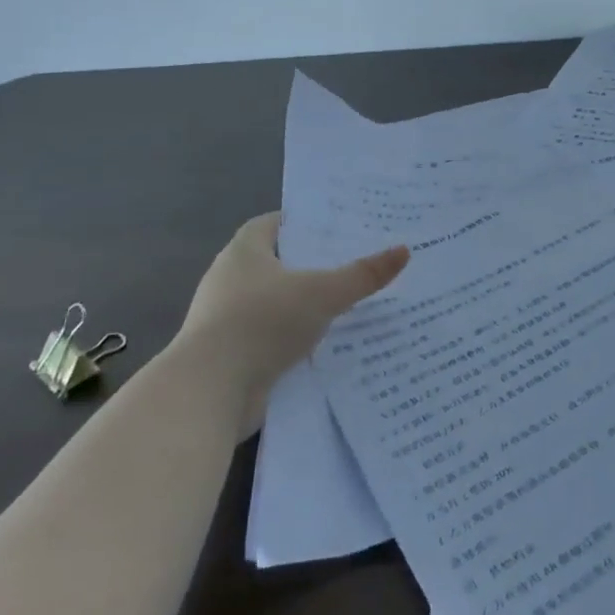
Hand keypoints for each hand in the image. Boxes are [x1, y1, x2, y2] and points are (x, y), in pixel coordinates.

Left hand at [175, 212, 409, 399]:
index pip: (273, 224)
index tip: (337, 226)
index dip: (303, 222)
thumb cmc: (262, 323)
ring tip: (348, 303)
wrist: (209, 392)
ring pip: (275, 303)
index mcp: (243, 252)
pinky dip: (294, 338)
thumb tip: (404, 250)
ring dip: (304, 305)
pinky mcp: (231, 355)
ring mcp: (226, 320)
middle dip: (311, 264)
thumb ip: (363, 274)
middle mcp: (230, 280)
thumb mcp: (323, 293)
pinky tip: (327, 343)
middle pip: (276, 263)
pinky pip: (271, 337)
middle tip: (354, 262)